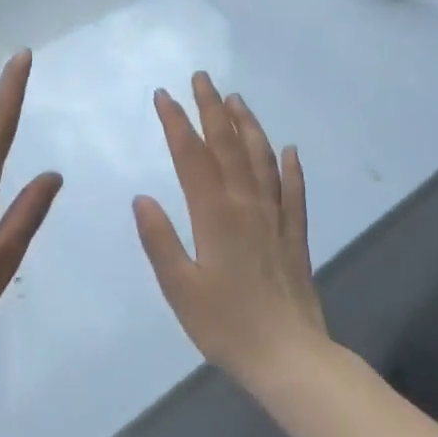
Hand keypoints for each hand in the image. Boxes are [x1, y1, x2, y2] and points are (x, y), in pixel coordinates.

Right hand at [133, 72, 328, 388]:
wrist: (290, 358)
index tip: (163, 94)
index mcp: (214, 214)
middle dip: (212, 109)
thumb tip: (142, 197)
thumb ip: (159, 240)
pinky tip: (290, 150)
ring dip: (248, 126)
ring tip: (237, 99)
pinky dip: (291, 167)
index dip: (176, 122)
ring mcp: (275, 217)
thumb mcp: (179, 288)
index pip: (192, 156)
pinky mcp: (295, 235)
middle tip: (201, 78)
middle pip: (228, 146)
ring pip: (261, 159)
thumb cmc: (226, 326)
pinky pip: (294, 191)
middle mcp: (247, 205)